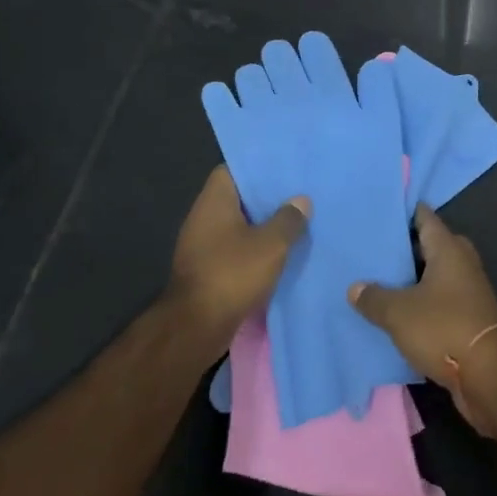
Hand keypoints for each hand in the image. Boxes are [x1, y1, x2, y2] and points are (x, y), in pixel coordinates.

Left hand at [168, 166, 309, 350]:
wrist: (196, 327)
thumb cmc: (232, 274)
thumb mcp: (270, 245)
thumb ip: (288, 220)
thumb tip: (300, 200)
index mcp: (214, 201)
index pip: (233, 169)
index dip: (258, 168)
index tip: (284, 170)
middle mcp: (203, 217)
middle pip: (238, 198)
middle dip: (266, 199)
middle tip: (298, 196)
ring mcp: (202, 245)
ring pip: (238, 226)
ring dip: (262, 227)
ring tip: (295, 223)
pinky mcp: (207, 269)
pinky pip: (235, 249)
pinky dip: (254, 250)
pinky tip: (279, 254)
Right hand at [348, 204, 496, 433]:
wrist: (490, 377)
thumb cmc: (444, 328)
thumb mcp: (398, 312)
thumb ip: (374, 297)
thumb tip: (355, 287)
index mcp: (448, 249)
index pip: (425, 217)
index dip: (403, 211)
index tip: (379, 209)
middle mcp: (461, 264)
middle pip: (431, 246)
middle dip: (406, 247)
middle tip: (373, 248)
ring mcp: (468, 293)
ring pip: (435, 276)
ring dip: (412, 279)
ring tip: (377, 280)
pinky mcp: (468, 320)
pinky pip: (439, 302)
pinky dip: (420, 304)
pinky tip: (395, 313)